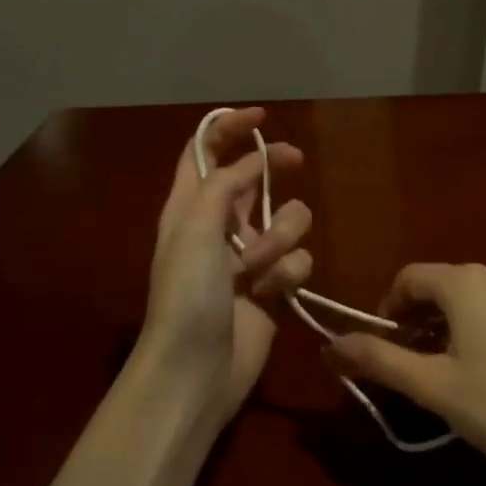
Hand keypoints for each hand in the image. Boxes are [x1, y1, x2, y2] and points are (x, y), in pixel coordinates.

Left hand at [137, 108, 312, 429]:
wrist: (197, 370)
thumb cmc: (187, 295)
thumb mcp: (195, 229)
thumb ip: (225, 185)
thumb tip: (254, 160)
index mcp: (189, 206)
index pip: (205, 152)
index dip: (229, 128)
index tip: (263, 115)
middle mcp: (219, 225)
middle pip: (253, 177)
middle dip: (274, 168)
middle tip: (295, 160)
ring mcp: (249, 257)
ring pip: (287, 219)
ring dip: (280, 236)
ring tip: (258, 267)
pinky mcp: (274, 286)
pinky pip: (298, 260)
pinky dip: (288, 273)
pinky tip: (271, 293)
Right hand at [328, 264, 485, 485]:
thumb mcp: (435, 388)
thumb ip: (380, 361)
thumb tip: (330, 344)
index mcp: (465, 283)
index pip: (408, 279)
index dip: (386, 311)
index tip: (382, 350)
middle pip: (441, 287)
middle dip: (417, 321)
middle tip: (413, 367)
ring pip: (474, 300)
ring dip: (450, 326)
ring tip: (451, 373)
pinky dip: (483, 330)